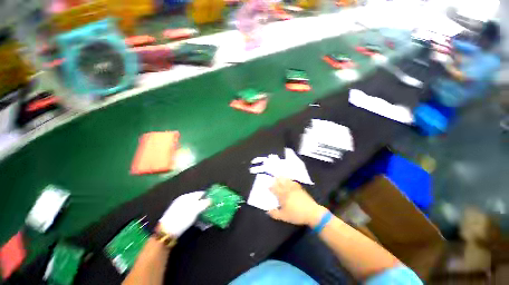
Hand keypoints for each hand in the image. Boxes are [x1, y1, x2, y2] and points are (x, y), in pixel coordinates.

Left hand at [159, 191, 210, 236]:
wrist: (166, 231)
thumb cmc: (182, 218)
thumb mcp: (195, 210)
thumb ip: (204, 203)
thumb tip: (211, 200)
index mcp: (187, 196)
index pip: (200, 193)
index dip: (207, 196)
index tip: (214, 200)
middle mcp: (183, 200)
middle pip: (196, 199)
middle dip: (204, 203)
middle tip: (211, 207)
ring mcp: (179, 207)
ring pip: (193, 206)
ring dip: (199, 209)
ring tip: (206, 214)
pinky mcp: (177, 215)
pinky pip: (189, 211)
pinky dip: (194, 213)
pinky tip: (197, 218)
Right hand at [267, 178, 326, 226]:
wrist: (312, 213)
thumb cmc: (297, 215)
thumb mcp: (284, 217)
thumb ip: (275, 214)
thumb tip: (267, 211)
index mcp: (283, 196)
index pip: (275, 189)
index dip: (271, 187)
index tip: (268, 186)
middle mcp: (288, 190)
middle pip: (281, 183)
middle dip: (276, 180)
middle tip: (273, 179)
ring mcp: (295, 189)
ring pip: (287, 181)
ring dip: (283, 179)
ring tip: (280, 176)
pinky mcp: (301, 189)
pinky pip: (295, 183)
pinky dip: (291, 181)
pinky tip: (291, 181)